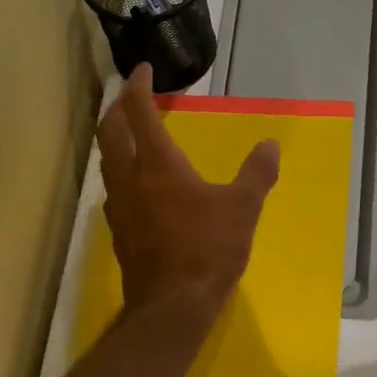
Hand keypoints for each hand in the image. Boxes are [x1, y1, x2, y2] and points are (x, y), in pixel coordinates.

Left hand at [97, 66, 279, 317]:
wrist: (172, 306)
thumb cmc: (208, 250)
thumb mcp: (243, 208)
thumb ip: (257, 173)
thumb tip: (270, 145)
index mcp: (157, 163)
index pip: (138, 111)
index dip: (137, 85)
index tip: (142, 69)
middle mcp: (130, 177)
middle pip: (109, 131)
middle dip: (117, 108)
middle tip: (131, 97)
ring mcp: (119, 206)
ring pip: (106, 160)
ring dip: (115, 139)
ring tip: (131, 135)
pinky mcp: (118, 231)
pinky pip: (113, 188)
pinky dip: (121, 171)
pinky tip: (139, 184)